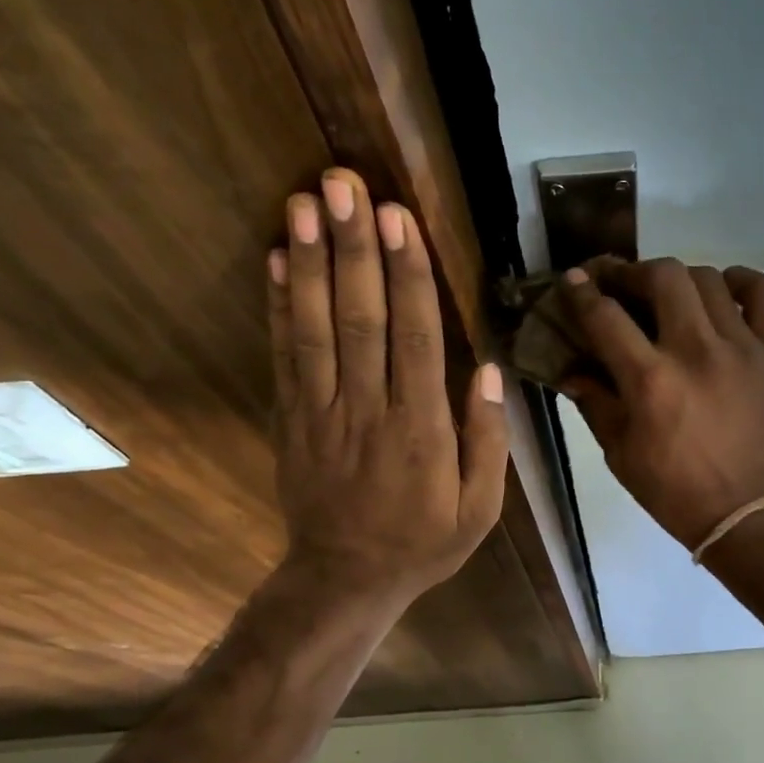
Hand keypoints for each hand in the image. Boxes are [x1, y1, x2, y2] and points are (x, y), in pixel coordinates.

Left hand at [268, 169, 508, 604]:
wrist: (345, 579)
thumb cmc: (423, 543)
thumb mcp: (479, 510)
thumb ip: (486, 440)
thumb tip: (484, 369)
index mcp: (421, 430)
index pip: (414, 338)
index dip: (406, 275)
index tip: (398, 218)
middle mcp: (368, 410)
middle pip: (360, 318)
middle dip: (354, 248)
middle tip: (344, 184)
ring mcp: (321, 412)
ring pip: (316, 328)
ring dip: (311, 262)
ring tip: (304, 202)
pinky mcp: (291, 419)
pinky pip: (284, 356)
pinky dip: (279, 306)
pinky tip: (278, 260)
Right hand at [559, 258, 763, 552]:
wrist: (747, 513)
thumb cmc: (675, 492)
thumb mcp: (620, 454)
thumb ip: (594, 403)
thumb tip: (570, 369)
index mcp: (650, 381)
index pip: (605, 315)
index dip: (582, 291)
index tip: (574, 279)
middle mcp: (695, 351)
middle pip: (662, 276)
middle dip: (632, 272)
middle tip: (622, 285)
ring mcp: (741, 347)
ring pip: (708, 278)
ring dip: (679, 278)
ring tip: (669, 295)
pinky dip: (741, 281)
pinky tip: (723, 294)